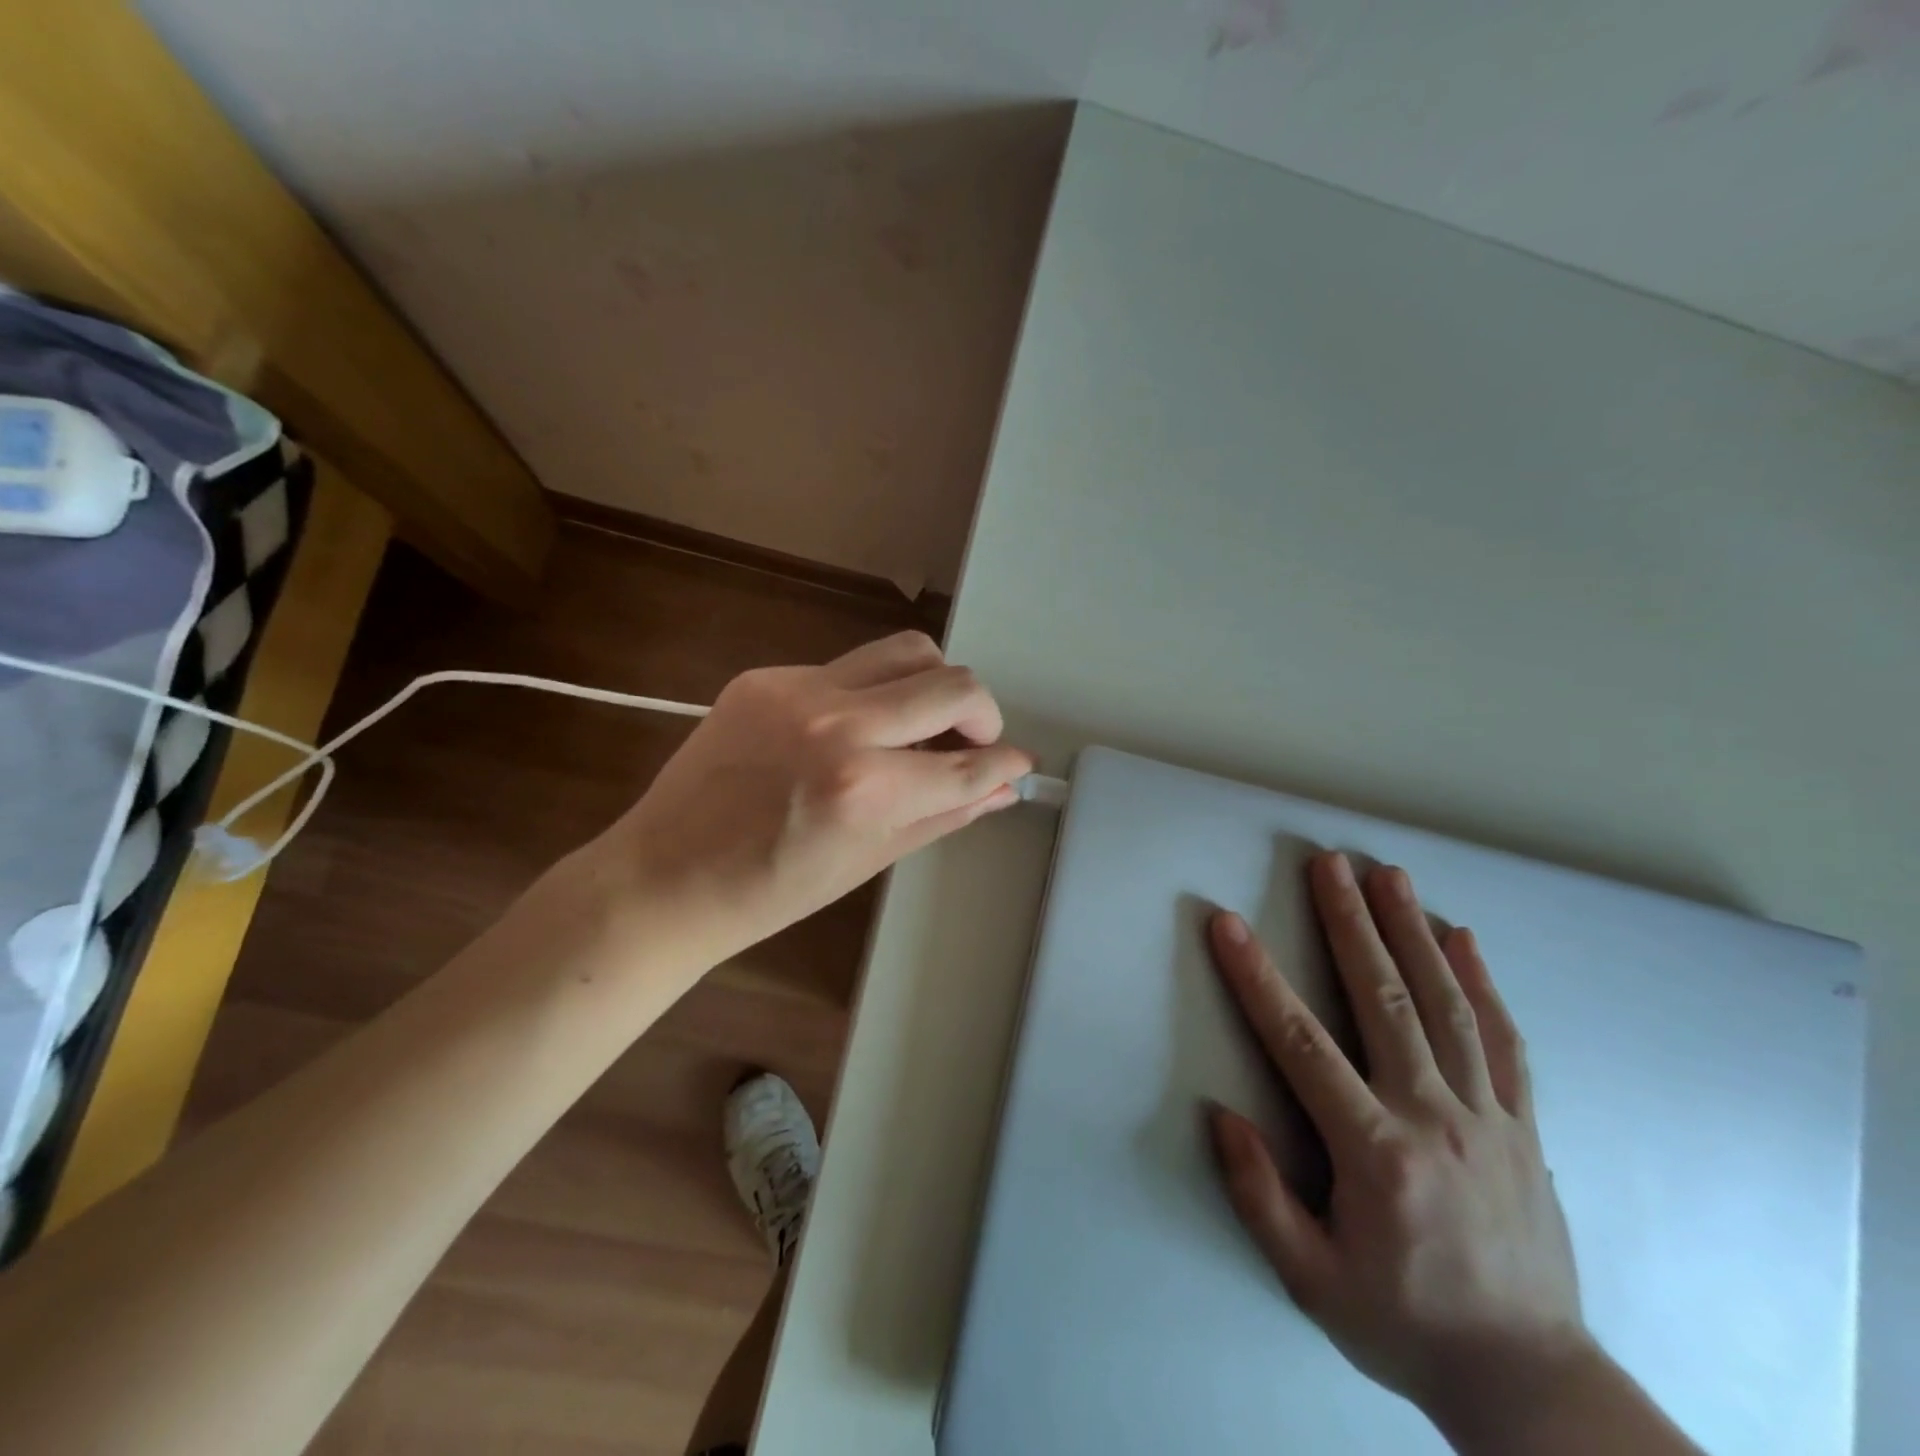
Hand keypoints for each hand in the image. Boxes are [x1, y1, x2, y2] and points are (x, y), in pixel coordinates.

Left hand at [599, 631, 1030, 960]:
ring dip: (933, 684)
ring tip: (921, 722)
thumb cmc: (772, 891)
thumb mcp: (870, 859)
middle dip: (983, 714)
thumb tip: (1001, 788)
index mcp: (866, 789)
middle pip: (953, 683)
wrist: (666, 875)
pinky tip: (852, 730)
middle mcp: (840, 724)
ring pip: (907, 650)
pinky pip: (848, 667)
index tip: (1016, 764)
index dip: (1006, 764)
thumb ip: (944, 813)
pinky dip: (871, 694)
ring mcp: (799, 691)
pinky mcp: (766, 676)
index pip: (969, 764)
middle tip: (971, 742)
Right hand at [1206, 853, 1592, 1435]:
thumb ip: (1259, 1196)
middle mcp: (1435, 1119)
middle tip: (1329, 863)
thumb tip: (1222, 1116)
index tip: (1228, 925)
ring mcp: (1488, 1119)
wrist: (1533, 1384)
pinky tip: (1463, 938)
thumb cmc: (1404, 1325)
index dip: (1259, 980)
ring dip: (1412, 931)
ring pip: (1446, 1006)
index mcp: (1376, 1154)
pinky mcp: (1524, 1128)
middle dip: (1350, 923)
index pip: (1302, 1046)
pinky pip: (1504, 1042)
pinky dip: (1482, 983)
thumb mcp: (1311, 1281)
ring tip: (1389, 875)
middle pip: (1384, 1000)